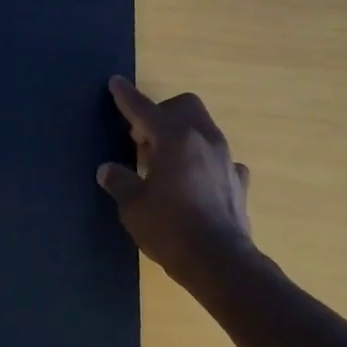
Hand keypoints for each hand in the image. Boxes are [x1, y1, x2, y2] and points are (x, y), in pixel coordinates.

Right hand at [97, 76, 256, 285]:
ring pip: (203, 129)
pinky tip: (193, 183)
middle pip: (185, 106)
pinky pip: (219, 160)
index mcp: (175, 138)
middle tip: (142, 138)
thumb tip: (107, 170)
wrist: (221, 264)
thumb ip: (120, 182)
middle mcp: (204, 140)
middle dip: (161, 113)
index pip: (144, 109)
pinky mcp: (238, 182)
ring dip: (181, 135)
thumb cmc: (171, 229)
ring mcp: (226, 160)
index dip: (126, 97)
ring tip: (163, 162)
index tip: (115, 82)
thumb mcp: (133, 206)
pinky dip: (203, 162)